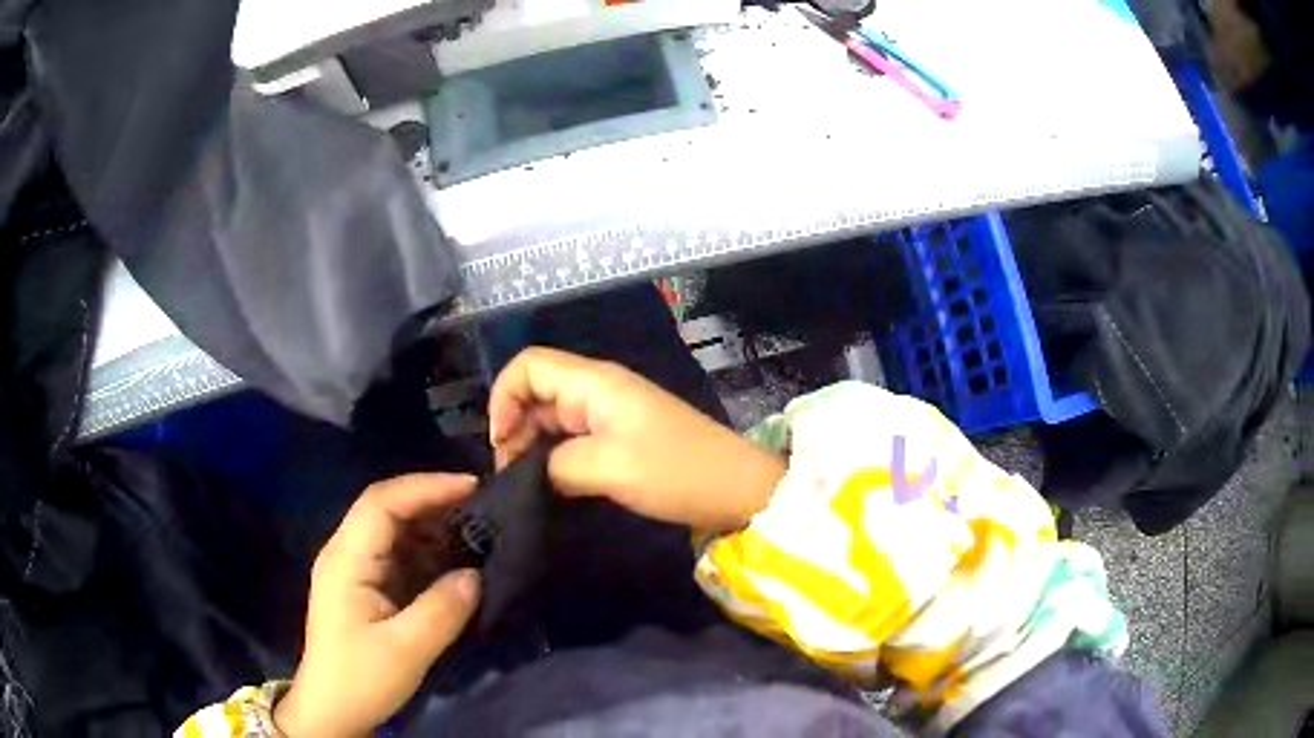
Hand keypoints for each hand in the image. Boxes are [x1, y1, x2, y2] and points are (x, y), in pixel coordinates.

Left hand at [274, 475, 481, 737]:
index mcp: (346, 560)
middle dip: (433, 502)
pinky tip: (453, 562)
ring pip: (393, 530)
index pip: (381, 502)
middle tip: (482, 508)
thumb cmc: (361, 679)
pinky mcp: (364, 586)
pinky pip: (397, 555)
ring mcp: (353, 569)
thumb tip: (476, 574)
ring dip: (432, 527)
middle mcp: (346, 553)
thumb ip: (442, 610)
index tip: (472, 487)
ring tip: (474, 533)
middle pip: (386, 509)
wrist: (332, 709)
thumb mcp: (406, 650)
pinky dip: (427, 552)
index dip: (426, 487)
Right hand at [488, 347, 785, 530]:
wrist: (737, 489)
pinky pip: (572, 439)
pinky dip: (553, 458)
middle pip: (535, 391)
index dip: (503, 397)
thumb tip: (528, 474)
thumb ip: (555, 466)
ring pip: (551, 418)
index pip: (528, 365)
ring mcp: (610, 414)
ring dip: (531, 446)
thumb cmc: (676, 471)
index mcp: (594, 382)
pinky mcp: (620, 438)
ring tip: (524, 485)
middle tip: (509, 476)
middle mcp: (597, 390)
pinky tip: (548, 485)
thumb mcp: (608, 468)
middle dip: (513, 427)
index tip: (500, 444)